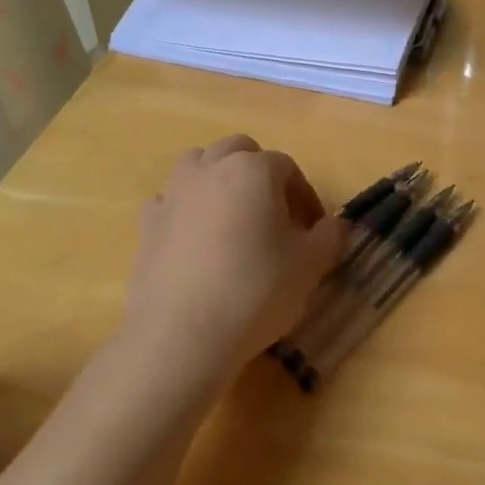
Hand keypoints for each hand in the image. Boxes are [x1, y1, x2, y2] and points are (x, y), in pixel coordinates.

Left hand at [118, 136, 346, 389]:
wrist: (182, 334)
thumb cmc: (256, 290)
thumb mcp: (310, 266)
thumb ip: (330, 236)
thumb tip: (337, 224)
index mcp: (254, 170)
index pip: (288, 167)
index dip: (305, 196)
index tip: (313, 229)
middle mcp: (211, 169)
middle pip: (239, 151)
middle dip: (260, 173)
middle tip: (274, 214)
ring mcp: (173, 193)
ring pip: (198, 164)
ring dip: (218, 178)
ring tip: (233, 217)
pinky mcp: (147, 223)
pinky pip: (170, 200)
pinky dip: (185, 208)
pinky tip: (195, 240)